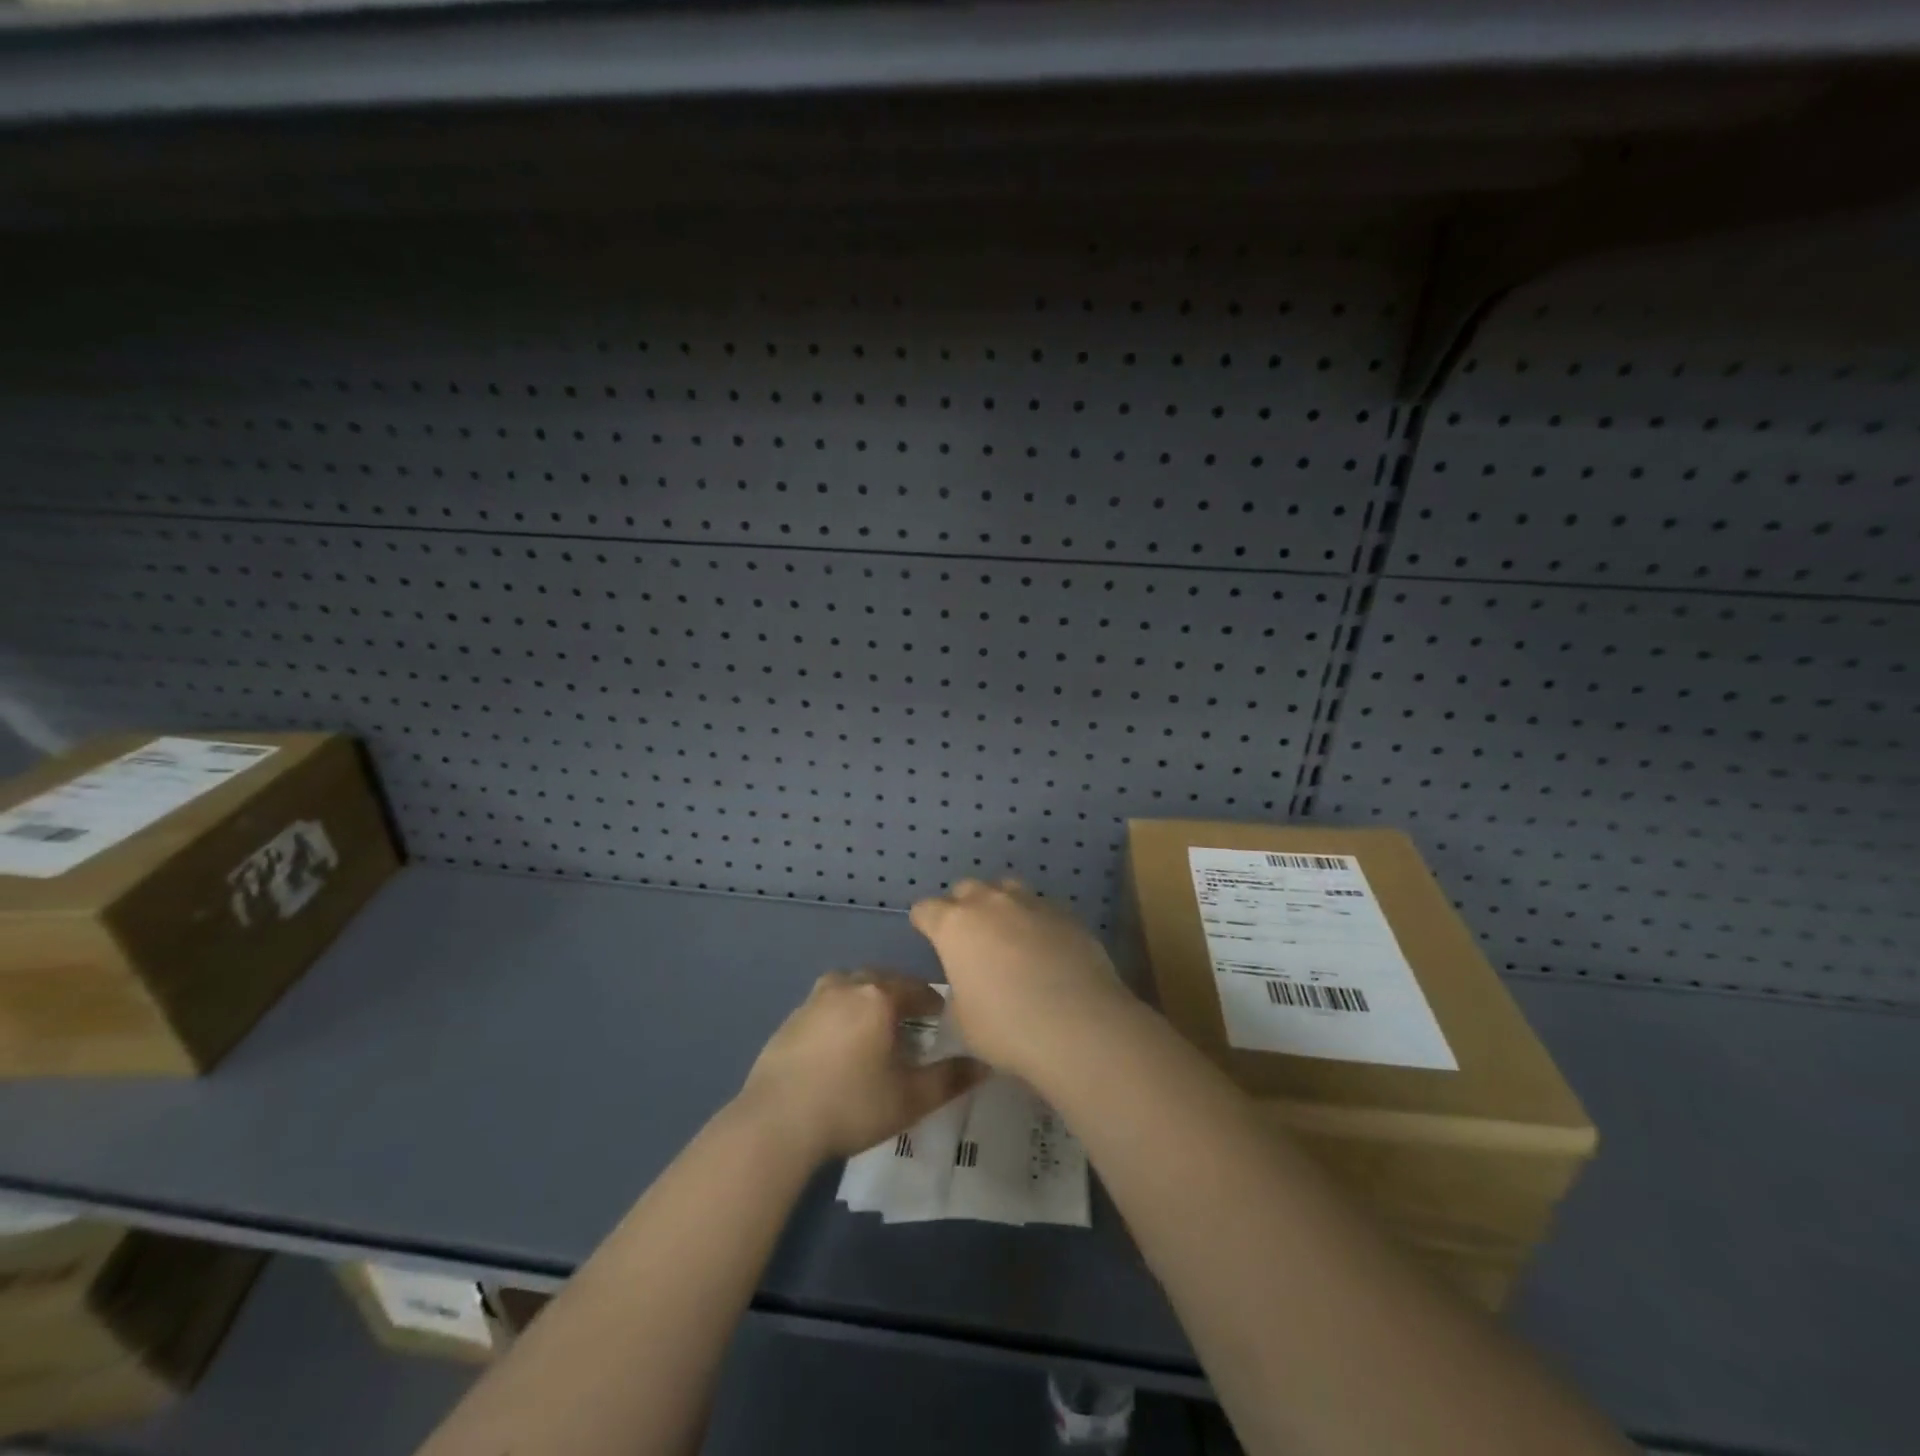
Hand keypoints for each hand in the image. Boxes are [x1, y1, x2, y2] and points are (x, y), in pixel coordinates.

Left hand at [737, 970, 986, 1162]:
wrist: (776, 1123)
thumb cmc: (851, 1106)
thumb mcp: (910, 1098)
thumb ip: (950, 1079)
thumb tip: (984, 1064)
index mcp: (878, 997)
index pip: (915, 988)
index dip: (932, 1002)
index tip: (942, 1018)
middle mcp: (846, 987)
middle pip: (882, 980)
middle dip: (900, 995)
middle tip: (912, 1020)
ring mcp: (813, 1001)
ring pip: (850, 986)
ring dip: (867, 998)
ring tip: (875, 1026)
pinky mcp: (790, 1020)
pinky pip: (826, 1004)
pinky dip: (840, 1012)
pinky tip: (840, 1042)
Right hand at [909, 878, 1132, 1078]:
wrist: (1079, 1025)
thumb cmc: (1007, 1027)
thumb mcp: (963, 1021)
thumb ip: (958, 993)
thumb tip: (968, 985)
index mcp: (955, 925)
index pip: (926, 909)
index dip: (924, 922)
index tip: (928, 936)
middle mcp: (990, 903)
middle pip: (966, 889)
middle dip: (963, 908)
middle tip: (970, 939)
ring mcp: (1031, 903)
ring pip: (1006, 889)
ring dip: (1000, 906)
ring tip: (1008, 935)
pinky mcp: (1066, 914)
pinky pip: (1040, 908)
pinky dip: (1034, 922)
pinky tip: (1044, 948)